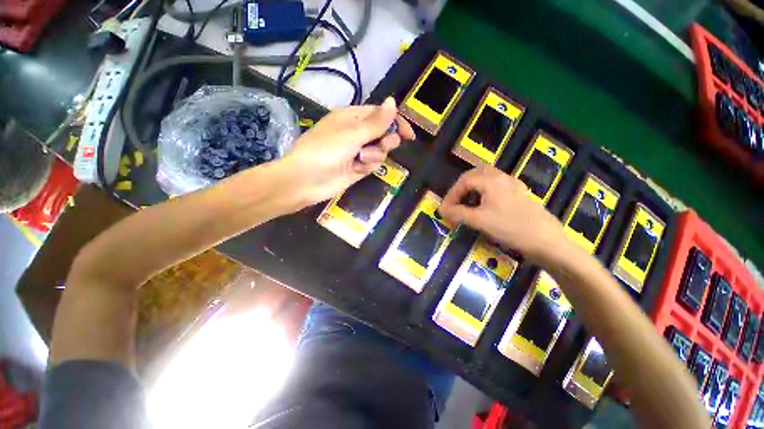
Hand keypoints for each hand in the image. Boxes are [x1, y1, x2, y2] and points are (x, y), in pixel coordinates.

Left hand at [282, 97, 414, 206]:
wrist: (307, 180)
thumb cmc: (326, 150)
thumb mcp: (352, 133)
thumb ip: (376, 122)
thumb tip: (393, 101)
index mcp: (353, 117)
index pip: (381, 115)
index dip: (396, 122)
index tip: (408, 135)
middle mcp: (357, 133)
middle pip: (384, 134)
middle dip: (386, 140)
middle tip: (383, 145)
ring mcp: (357, 152)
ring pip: (380, 151)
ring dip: (374, 156)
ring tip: (360, 159)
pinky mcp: (358, 168)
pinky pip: (372, 165)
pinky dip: (367, 167)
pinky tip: (356, 169)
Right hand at [439, 166, 567, 265]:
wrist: (547, 242)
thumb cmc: (511, 229)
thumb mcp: (479, 221)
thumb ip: (457, 213)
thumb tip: (441, 210)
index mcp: (492, 181)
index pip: (464, 181)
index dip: (451, 194)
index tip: (445, 209)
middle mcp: (503, 178)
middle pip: (475, 174)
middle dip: (461, 187)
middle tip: (454, 201)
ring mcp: (513, 185)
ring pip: (487, 178)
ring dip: (473, 188)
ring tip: (466, 203)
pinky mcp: (520, 194)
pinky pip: (497, 186)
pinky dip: (484, 192)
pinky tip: (484, 205)